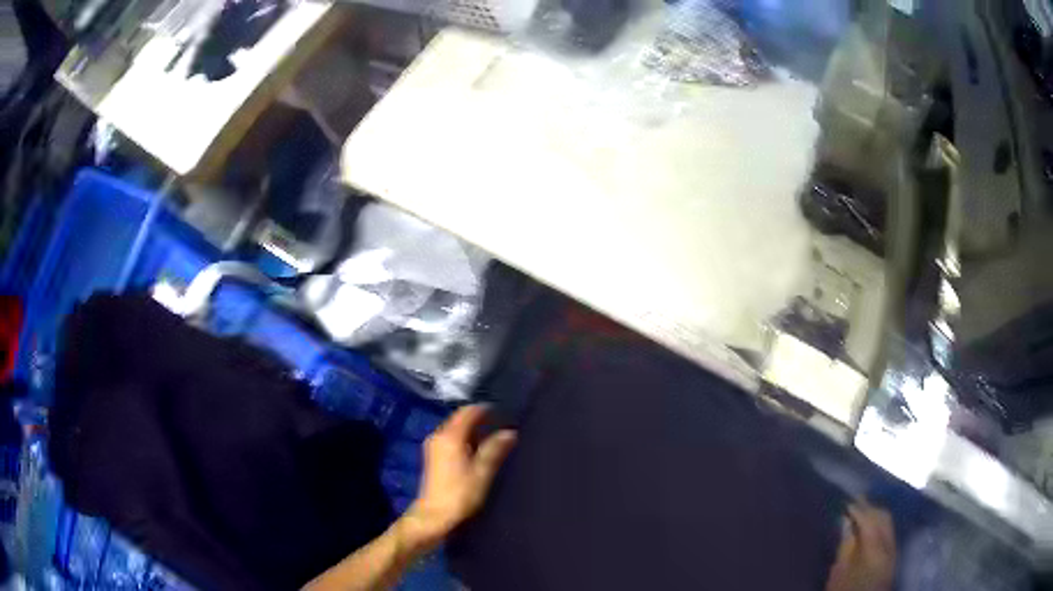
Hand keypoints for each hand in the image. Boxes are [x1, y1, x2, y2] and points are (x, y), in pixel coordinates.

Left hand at [398, 405, 516, 551]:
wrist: (433, 516)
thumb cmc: (460, 494)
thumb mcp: (482, 472)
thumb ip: (495, 449)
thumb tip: (509, 432)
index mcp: (450, 436)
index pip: (468, 412)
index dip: (486, 409)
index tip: (504, 412)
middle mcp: (438, 435)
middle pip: (460, 418)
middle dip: (479, 419)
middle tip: (501, 424)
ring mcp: (433, 446)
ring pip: (454, 429)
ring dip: (472, 430)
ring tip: (493, 437)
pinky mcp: (433, 457)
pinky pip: (450, 438)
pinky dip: (464, 439)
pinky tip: (477, 450)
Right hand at [825, 501, 896, 590]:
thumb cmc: (846, 590)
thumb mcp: (839, 572)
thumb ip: (845, 546)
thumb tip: (845, 521)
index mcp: (875, 548)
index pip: (869, 520)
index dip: (858, 509)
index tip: (847, 503)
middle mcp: (889, 544)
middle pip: (883, 517)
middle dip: (870, 508)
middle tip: (855, 502)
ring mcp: (894, 549)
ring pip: (888, 523)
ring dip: (876, 515)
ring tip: (863, 512)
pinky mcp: (893, 555)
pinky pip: (889, 532)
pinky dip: (880, 525)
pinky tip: (871, 527)